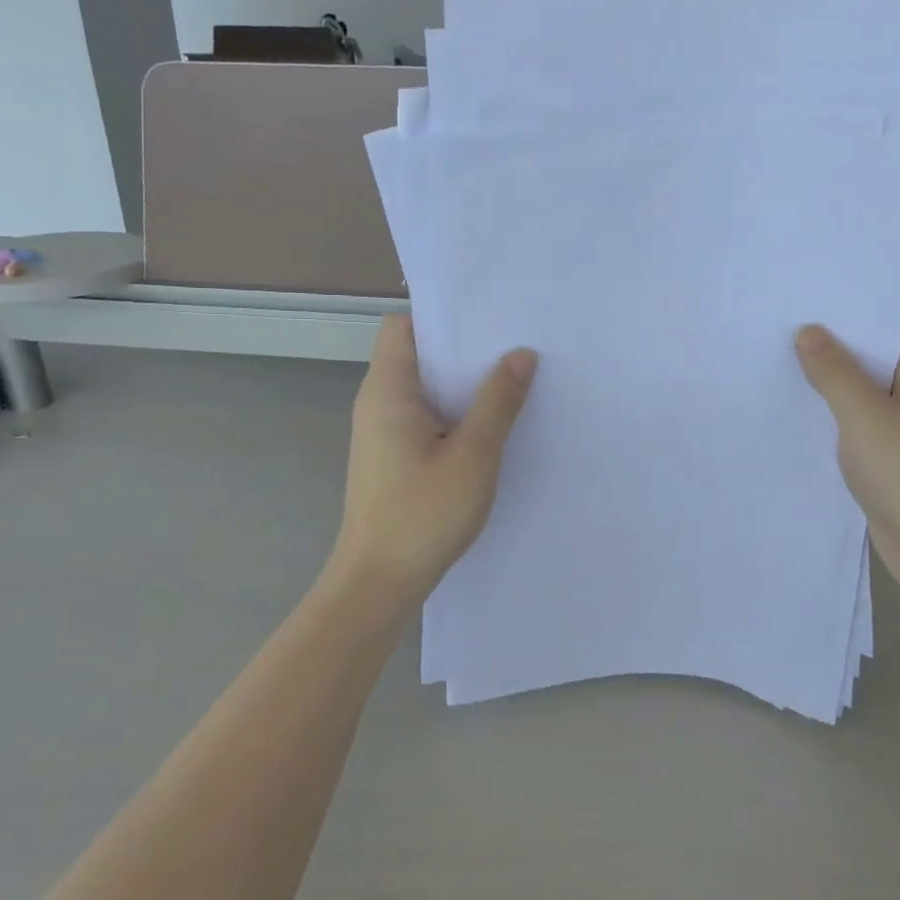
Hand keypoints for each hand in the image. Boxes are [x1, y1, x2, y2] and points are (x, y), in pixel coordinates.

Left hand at [329, 314, 536, 605]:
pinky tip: (489, 425)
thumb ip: (497, 402)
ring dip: (461, 384)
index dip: (440, 317)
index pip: (402, 326)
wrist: (379, 582)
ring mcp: (382, 432)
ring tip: (510, 380)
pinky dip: (453, 413)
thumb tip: (521, 354)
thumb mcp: (473, 456)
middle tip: (513, 346)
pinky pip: (424, 417)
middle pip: (416, 354)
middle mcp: (378, 403)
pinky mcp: (392, 457)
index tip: (486, 320)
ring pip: (424, 388)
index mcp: (388, 391)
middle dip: (463, 349)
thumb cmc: (423, 515)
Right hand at [796, 328, 899, 588]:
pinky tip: (799, 436)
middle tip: (772, 362)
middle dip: (827, 376)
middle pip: (871, 377)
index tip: (788, 336)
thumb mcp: (864, 415)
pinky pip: (865, 444)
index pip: (878, 345)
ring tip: (776, 394)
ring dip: (830, 412)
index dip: (834, 340)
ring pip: (865, 413)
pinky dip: (839, 441)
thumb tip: (809, 330)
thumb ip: (833, 372)